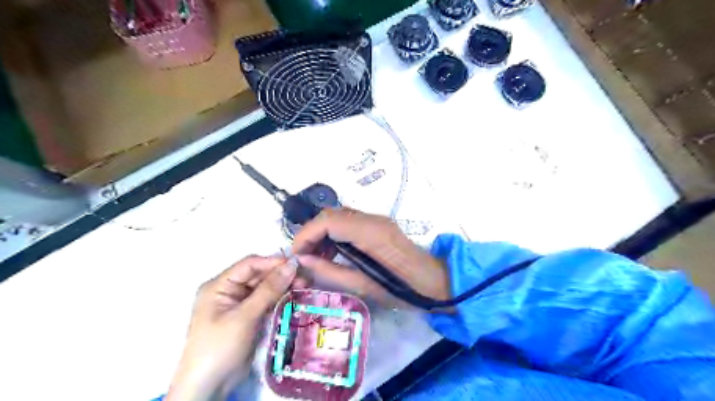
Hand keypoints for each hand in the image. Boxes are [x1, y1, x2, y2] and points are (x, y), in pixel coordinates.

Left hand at [166, 257, 302, 400]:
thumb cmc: (220, 347)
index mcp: (219, 285)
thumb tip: (291, 265)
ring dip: (283, 286)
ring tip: (304, 286)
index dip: (273, 262)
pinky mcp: (248, 317)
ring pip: (264, 287)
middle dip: (280, 275)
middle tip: (304, 278)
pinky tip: (294, 296)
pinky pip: (266, 301)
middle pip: (258, 275)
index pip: (249, 265)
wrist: (208, 388)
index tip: (297, 265)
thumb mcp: (244, 317)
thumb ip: (269, 289)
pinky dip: (279, 298)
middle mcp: (229, 291)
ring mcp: (239, 304)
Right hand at [291, 209, 447, 308]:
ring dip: (322, 233)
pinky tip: (332, 253)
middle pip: (332, 214)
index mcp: (371, 233)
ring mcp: (378, 220)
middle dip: (312, 232)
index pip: (329, 220)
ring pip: (339, 217)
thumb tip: (303, 259)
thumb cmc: (403, 290)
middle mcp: (373, 219)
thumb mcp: (363, 286)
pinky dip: (335, 234)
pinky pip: (350, 223)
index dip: (307, 233)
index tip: (296, 253)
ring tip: (315, 258)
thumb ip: (331, 271)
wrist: (435, 283)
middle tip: (303, 256)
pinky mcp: (379, 225)